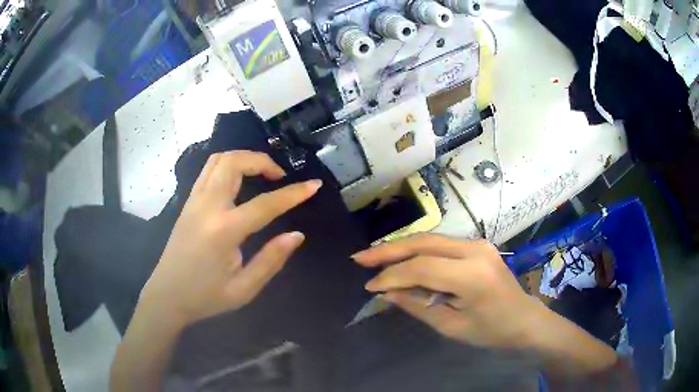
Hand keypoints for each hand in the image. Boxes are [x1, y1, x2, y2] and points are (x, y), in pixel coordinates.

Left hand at [141, 151, 321, 327]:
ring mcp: (194, 200)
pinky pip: (208, 169)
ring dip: (244, 158)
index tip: (314, 185)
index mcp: (224, 230)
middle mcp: (207, 206)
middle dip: (262, 161)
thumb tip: (296, 235)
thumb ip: (271, 260)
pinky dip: (228, 165)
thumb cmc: (205, 297)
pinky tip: (239, 181)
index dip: (293, 194)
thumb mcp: (243, 289)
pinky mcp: (188, 202)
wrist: (167, 296)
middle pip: (234, 162)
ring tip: (262, 174)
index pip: (265, 204)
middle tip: (280, 177)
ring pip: (219, 160)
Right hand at [353, 235, 542, 348]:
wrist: (525, 320)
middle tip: (360, 258)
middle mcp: (475, 250)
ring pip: (430, 238)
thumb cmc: (491, 331)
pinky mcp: (477, 245)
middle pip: (424, 243)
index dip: (392, 276)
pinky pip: (441, 244)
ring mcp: (478, 244)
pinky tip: (401, 258)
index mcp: (472, 275)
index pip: (422, 268)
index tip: (369, 287)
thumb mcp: (452, 326)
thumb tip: (387, 292)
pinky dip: (417, 251)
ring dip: (401, 247)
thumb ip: (418, 305)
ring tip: (374, 257)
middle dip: (389, 250)